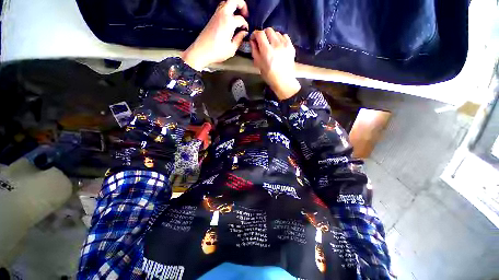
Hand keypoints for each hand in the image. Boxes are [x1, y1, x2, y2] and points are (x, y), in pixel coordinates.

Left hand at [181, 0, 248, 70]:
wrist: (201, 51)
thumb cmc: (217, 51)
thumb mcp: (232, 49)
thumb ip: (239, 39)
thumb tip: (244, 33)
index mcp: (229, 22)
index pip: (241, 19)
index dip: (245, 25)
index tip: (246, 32)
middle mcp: (222, 14)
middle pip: (233, 0)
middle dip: (241, 5)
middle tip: (245, 14)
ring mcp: (216, 15)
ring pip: (226, 2)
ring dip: (233, 6)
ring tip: (237, 16)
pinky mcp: (212, 18)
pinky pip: (221, 8)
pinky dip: (227, 10)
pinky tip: (230, 20)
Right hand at [250, 28, 300, 99]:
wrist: (284, 81)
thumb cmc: (269, 75)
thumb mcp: (259, 65)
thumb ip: (255, 51)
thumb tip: (252, 41)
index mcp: (266, 51)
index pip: (259, 33)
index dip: (255, 34)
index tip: (254, 39)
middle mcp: (276, 45)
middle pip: (268, 30)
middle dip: (263, 34)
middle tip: (262, 42)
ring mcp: (285, 45)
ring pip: (277, 32)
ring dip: (272, 37)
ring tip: (271, 45)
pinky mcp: (291, 46)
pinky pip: (284, 36)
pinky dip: (280, 39)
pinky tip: (278, 46)